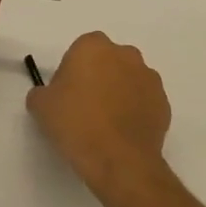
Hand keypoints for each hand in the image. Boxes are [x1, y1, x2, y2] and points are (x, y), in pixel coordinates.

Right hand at [27, 31, 171, 198]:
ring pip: (128, 80)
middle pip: (107, 61)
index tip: (66, 95)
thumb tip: (48, 95)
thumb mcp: (41, 106)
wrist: (119, 160)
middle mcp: (126, 54)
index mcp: (94, 47)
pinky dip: (135, 112)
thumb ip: (42, 92)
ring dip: (119, 93)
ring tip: (106, 124)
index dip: (72, 71)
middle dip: (98, 77)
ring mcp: (149, 78)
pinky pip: (144, 101)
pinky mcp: (164, 102)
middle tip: (85, 108)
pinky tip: (122, 134)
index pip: (80, 51)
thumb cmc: (76, 124)